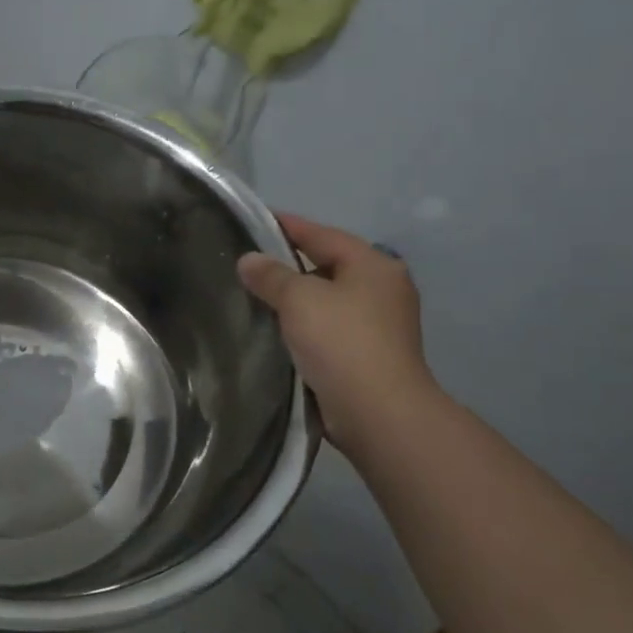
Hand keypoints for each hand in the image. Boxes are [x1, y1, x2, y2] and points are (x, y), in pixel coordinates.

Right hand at [237, 213, 435, 447]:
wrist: (379, 412)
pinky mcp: (371, 354)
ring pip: (328, 299)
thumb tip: (249, 260)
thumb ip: (271, 275)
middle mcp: (383, 288)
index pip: (322, 234)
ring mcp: (382, 323)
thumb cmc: (342, 342)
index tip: (254, 220)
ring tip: (256, 298)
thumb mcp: (299, 299)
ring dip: (297, 299)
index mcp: (373, 265)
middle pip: (328, 265)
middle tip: (249, 264)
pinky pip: (330, 327)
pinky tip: (279, 330)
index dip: (287, 225)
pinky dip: (306, 324)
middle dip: (290, 265)